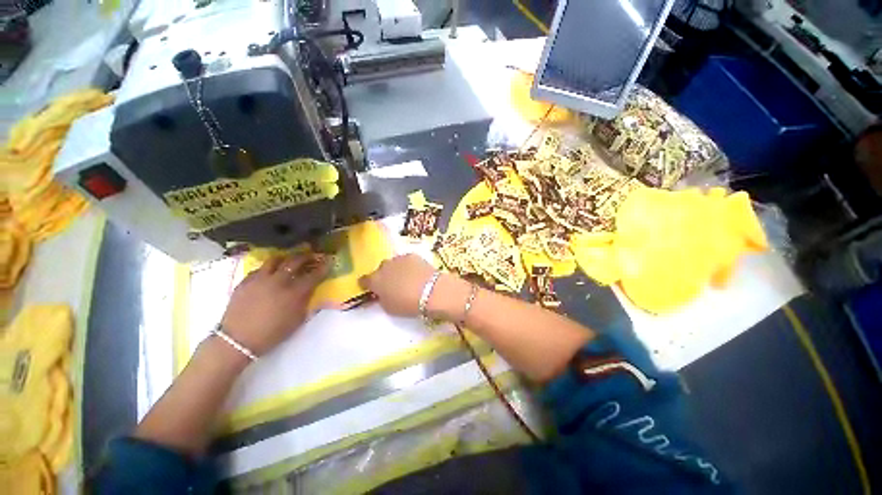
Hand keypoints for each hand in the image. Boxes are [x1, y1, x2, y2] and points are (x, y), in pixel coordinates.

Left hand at [221, 253, 327, 355]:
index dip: (323, 266)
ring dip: (286, 258)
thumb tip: (311, 290)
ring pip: (275, 260)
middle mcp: (279, 281)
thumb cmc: (272, 333)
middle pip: (295, 261)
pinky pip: (259, 269)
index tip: (329, 260)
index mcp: (294, 293)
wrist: (238, 340)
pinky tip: (270, 273)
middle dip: (306, 256)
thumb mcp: (297, 320)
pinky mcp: (245, 281)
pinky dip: (268, 268)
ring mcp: (260, 279)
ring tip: (290, 259)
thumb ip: (306, 301)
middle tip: (312, 255)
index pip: (314, 275)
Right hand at [359, 254, 469, 319]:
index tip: (372, 289)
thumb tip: (381, 294)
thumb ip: (381, 299)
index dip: (367, 285)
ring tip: (407, 279)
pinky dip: (408, 266)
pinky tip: (417, 273)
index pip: (364, 280)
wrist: (431, 291)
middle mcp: (384, 266)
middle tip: (393, 286)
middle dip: (384, 277)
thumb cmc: (408, 304)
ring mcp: (398, 259)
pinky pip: (406, 261)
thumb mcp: (389, 308)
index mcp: (375, 280)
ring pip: (393, 264)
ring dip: (396, 270)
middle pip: (380, 270)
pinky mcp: (412, 255)